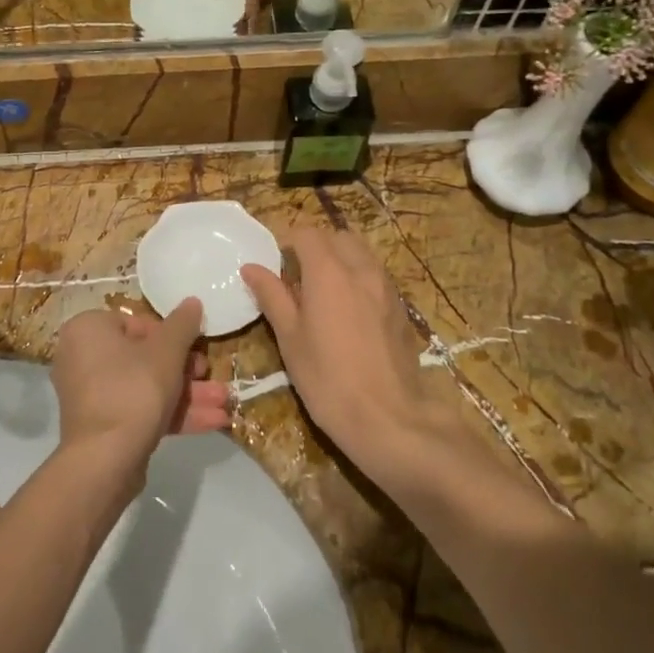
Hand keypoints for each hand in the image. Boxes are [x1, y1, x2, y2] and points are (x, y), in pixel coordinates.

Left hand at [50, 299, 229, 475]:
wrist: (105, 460)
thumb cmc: (133, 388)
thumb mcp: (166, 351)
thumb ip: (182, 324)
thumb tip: (192, 302)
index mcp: (88, 330)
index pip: (135, 323)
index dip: (170, 336)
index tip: (193, 347)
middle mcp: (83, 358)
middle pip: (144, 357)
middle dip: (185, 370)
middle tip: (210, 374)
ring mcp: (92, 395)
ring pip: (146, 387)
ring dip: (187, 394)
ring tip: (224, 402)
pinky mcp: (103, 426)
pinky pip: (139, 410)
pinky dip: (171, 414)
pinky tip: (212, 422)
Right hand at [241, 229, 445, 479]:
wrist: (390, 419)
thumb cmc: (328, 379)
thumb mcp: (290, 338)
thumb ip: (272, 296)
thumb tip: (252, 268)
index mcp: (329, 272)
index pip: (306, 233)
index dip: (288, 241)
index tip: (275, 264)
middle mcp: (361, 270)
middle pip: (338, 237)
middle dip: (317, 247)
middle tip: (298, 277)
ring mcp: (387, 288)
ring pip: (362, 255)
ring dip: (341, 261)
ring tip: (324, 294)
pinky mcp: (401, 309)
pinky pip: (377, 278)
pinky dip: (360, 280)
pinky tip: (351, 314)